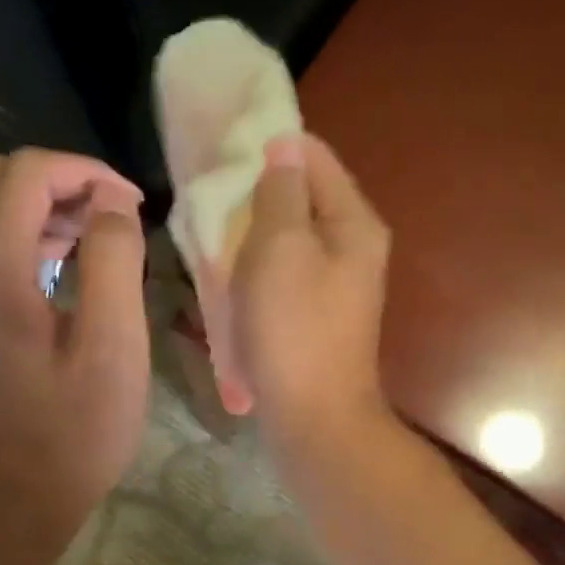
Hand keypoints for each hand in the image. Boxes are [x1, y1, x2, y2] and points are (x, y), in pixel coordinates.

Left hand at [0, 149, 149, 524]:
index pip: (27, 173)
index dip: (85, 172)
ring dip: (35, 207)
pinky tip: (56, 275)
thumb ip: (114, 260)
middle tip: (108, 221)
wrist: (10, 500)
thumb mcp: (114, 347)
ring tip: (90, 245)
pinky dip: (15, 237)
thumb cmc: (74, 431)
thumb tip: (111, 203)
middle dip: (56, 182)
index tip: (130, 205)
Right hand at [231, 132, 393, 456]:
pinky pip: (286, 271)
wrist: (314, 417)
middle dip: (256, 192)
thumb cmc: (294, 329)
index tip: (221, 157)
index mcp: (353, 221)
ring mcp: (338, 282)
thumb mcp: (280, 248)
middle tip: (211, 201)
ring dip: (253, 232)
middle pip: (303, 196)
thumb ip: (280, 192)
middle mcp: (354, 245)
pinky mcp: (319, 312)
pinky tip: (231, 276)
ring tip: (213, 236)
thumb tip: (283, 148)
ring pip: (290, 236)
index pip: (313, 156)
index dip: (269, 147)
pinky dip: (259, 266)